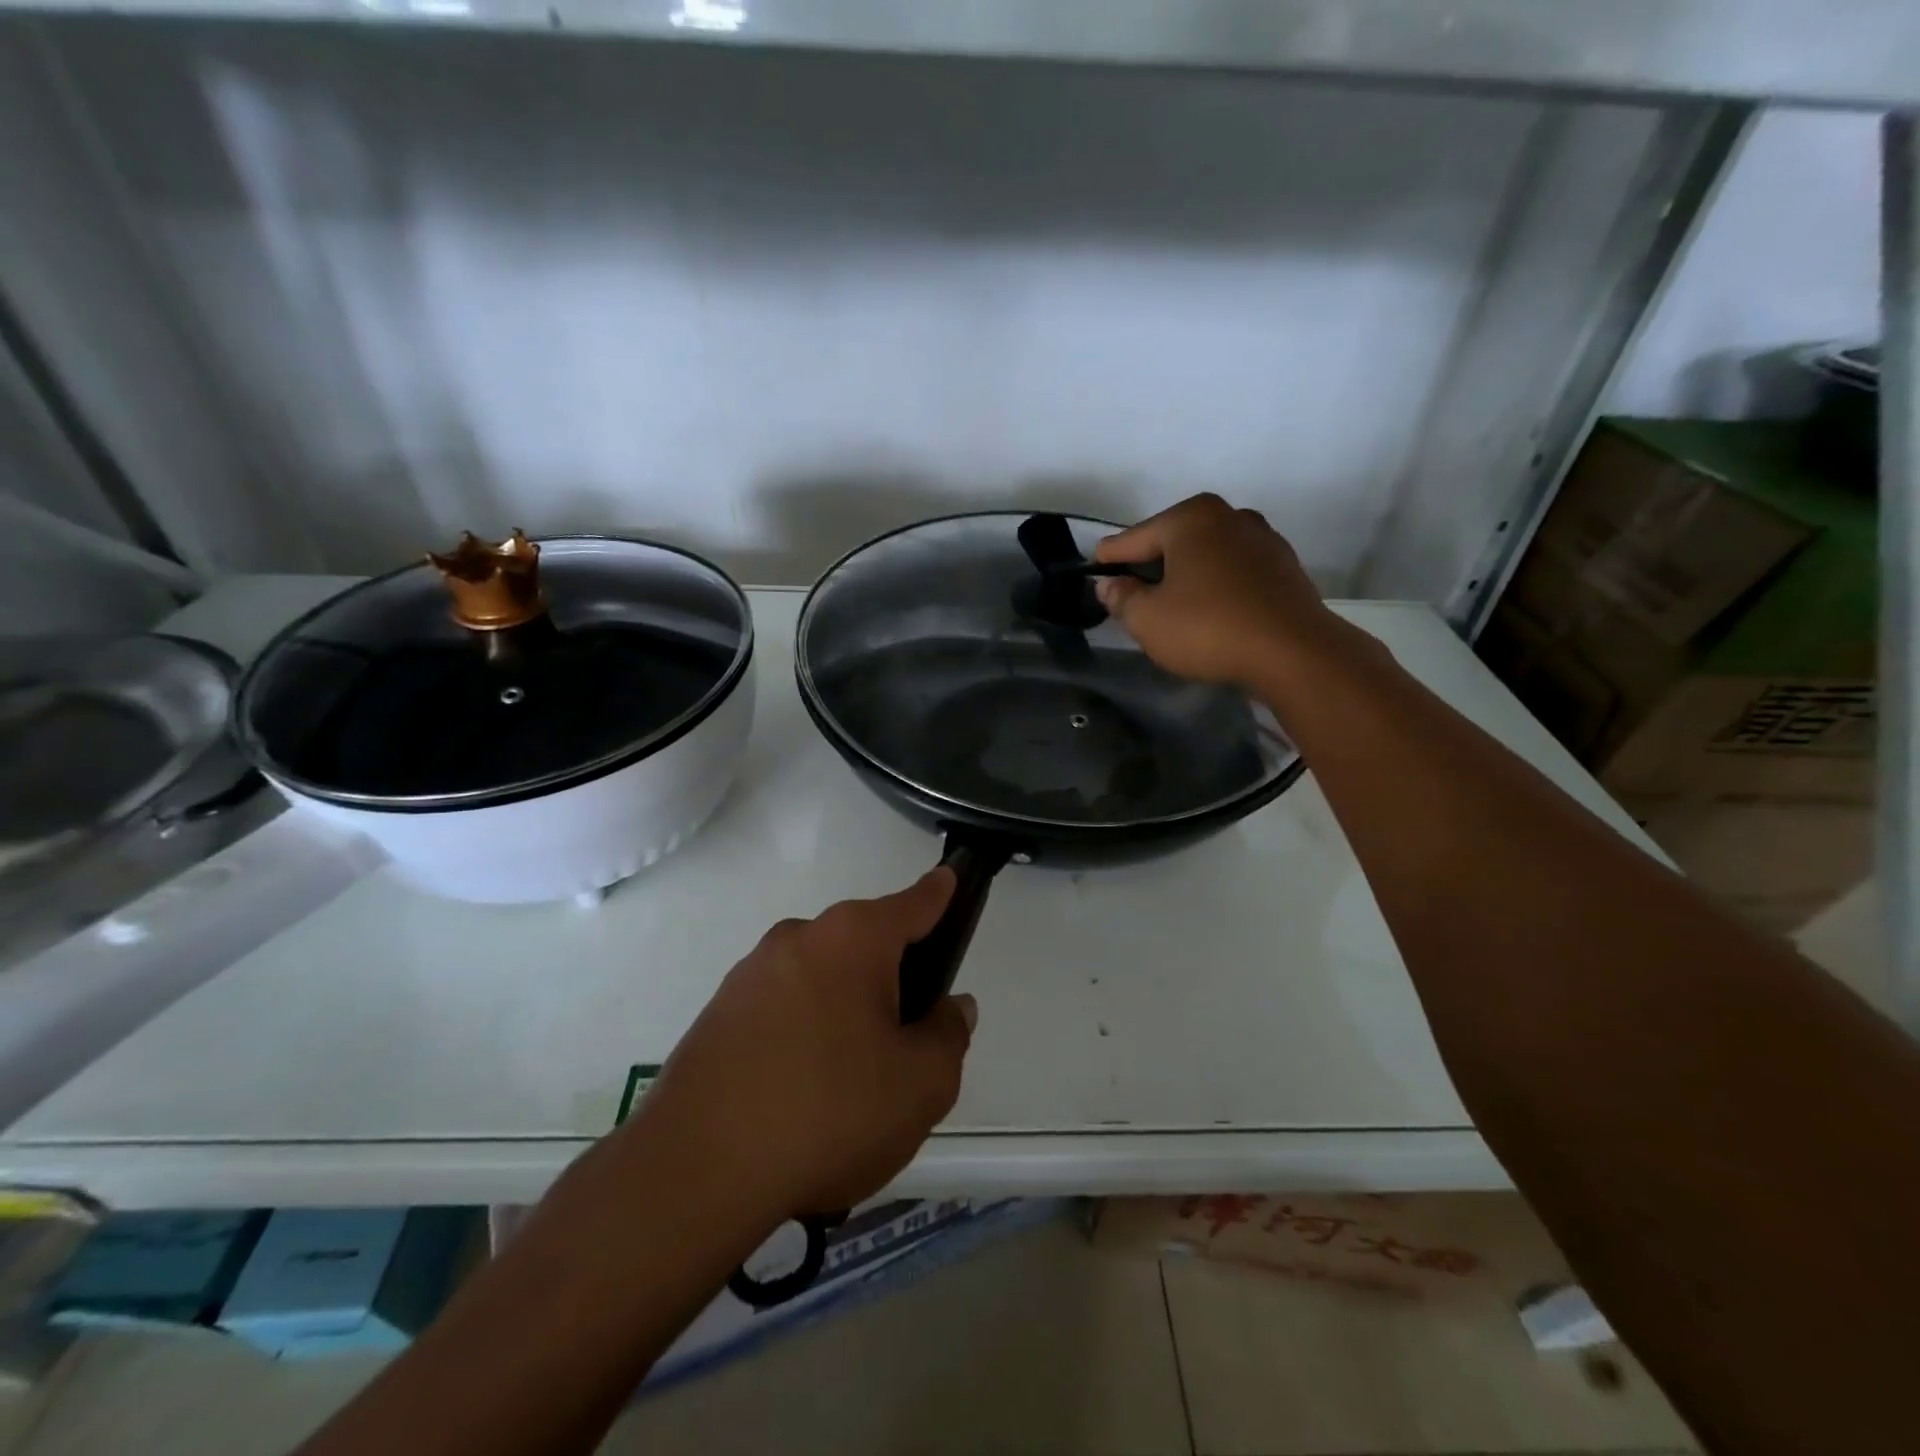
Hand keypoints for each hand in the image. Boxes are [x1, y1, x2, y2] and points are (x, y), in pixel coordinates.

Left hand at [630, 869, 974, 1220]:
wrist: (696, 1171)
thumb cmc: (829, 1112)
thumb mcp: (921, 1085)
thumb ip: (948, 1035)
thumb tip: (949, 1007)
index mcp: (853, 939)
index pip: (912, 903)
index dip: (939, 893)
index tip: (949, 879)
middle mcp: (799, 938)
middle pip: (864, 945)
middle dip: (891, 979)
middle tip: (904, 1045)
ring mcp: (751, 974)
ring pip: (821, 979)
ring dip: (844, 1012)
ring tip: (849, 1086)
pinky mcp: (718, 1013)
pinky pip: (781, 1010)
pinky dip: (802, 1035)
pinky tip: (801, 1097)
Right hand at [1094, 493, 1336, 687]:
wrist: (1293, 652)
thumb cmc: (1209, 628)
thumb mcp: (1148, 620)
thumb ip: (1122, 598)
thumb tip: (1109, 584)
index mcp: (1190, 518)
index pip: (1133, 538)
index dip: (1109, 559)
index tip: (1093, 571)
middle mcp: (1228, 516)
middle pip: (1172, 541)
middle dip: (1151, 566)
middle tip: (1132, 595)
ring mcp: (1262, 538)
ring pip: (1207, 555)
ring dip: (1187, 576)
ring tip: (1172, 605)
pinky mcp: (1284, 566)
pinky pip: (1234, 572)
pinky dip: (1217, 586)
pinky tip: (1211, 611)